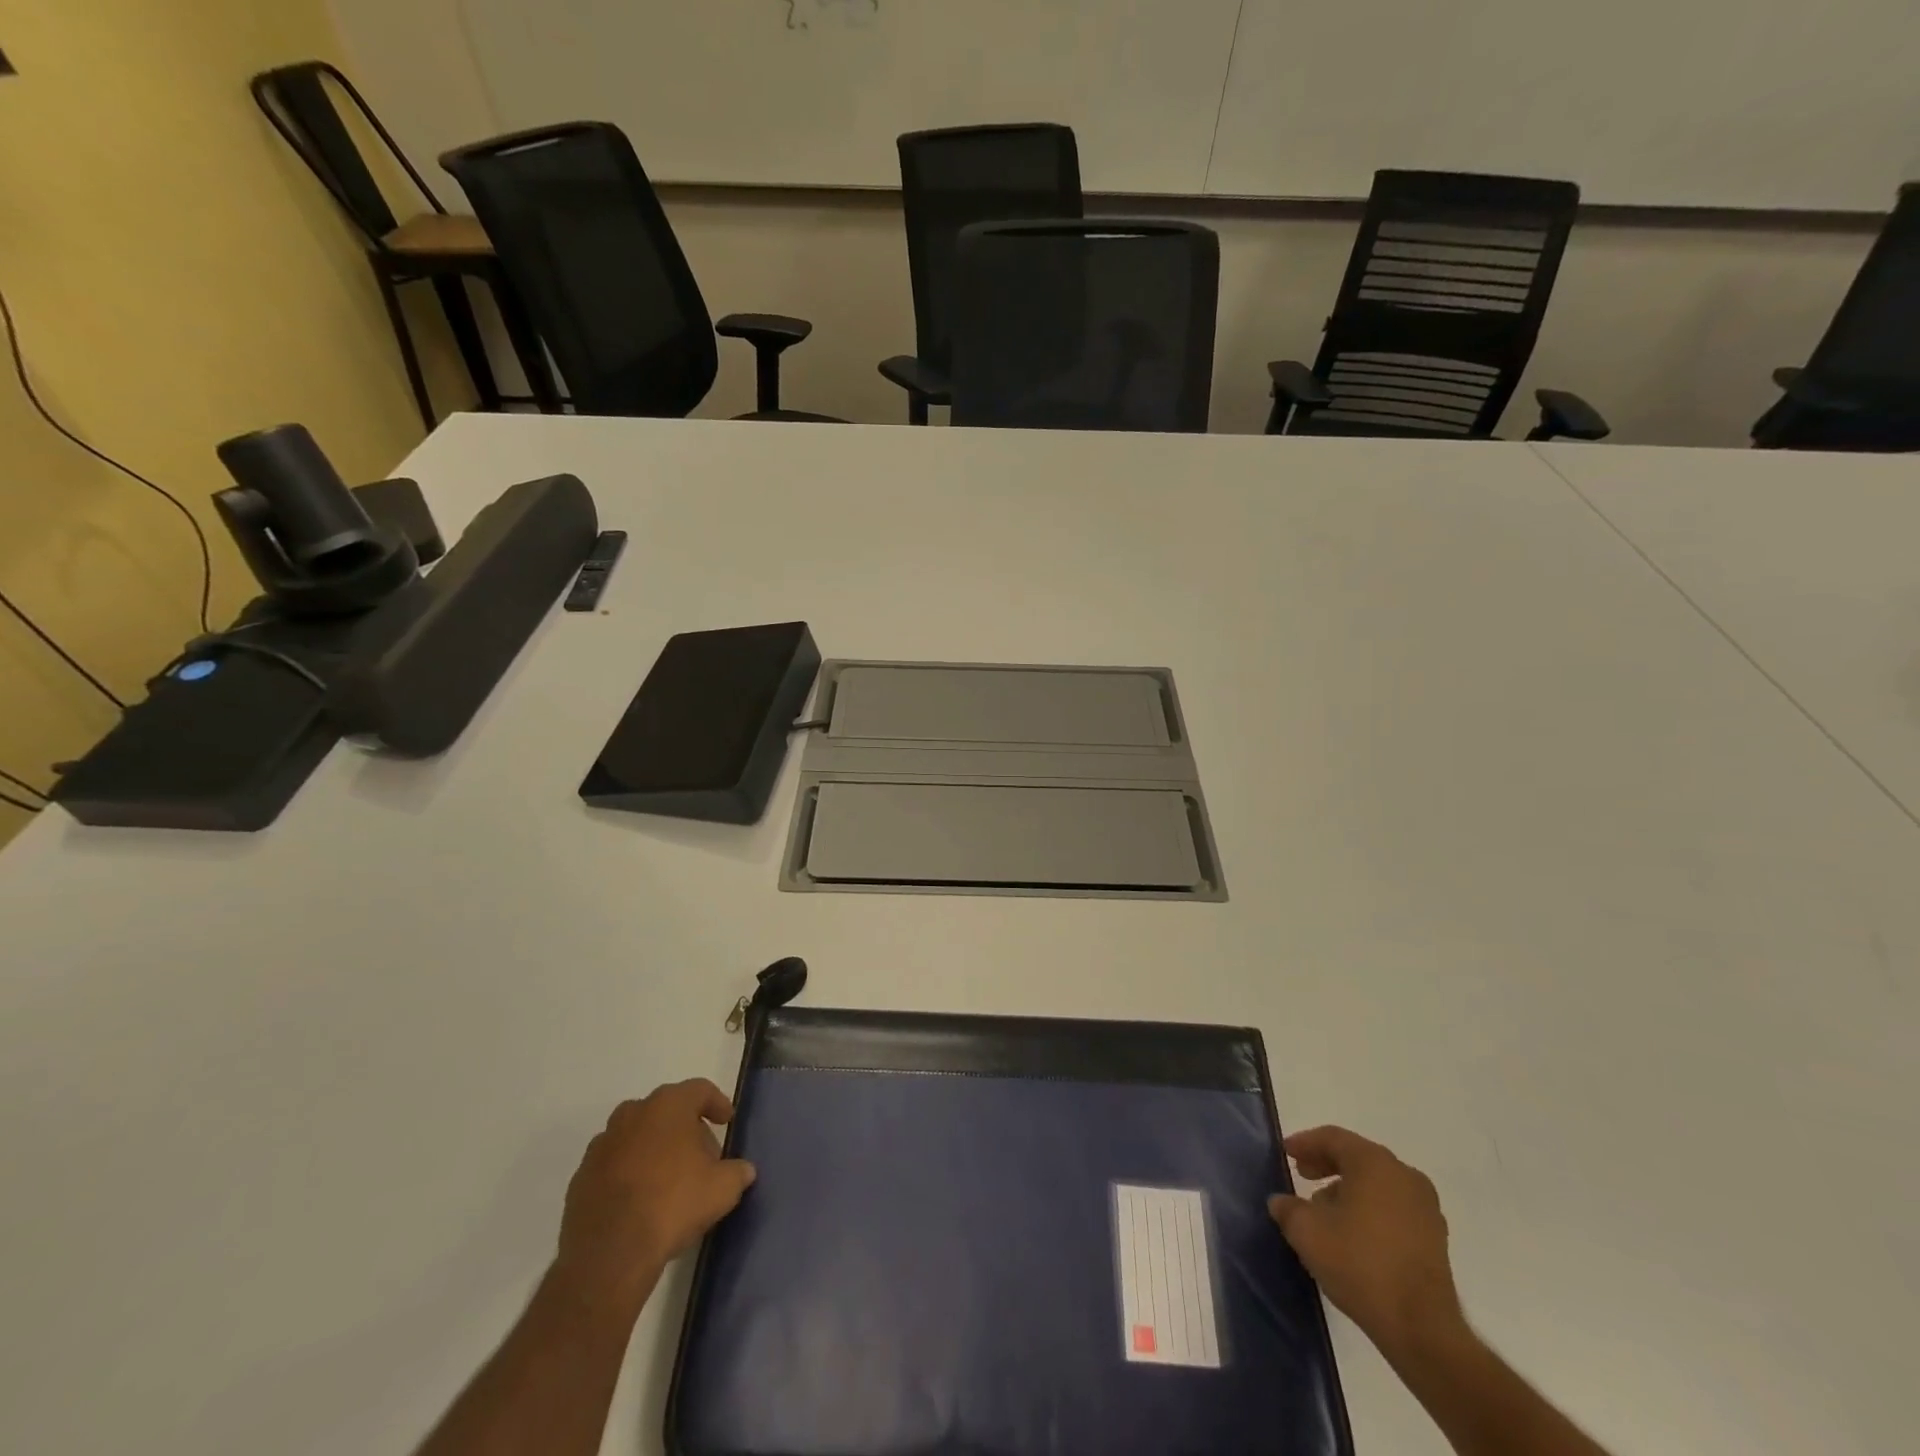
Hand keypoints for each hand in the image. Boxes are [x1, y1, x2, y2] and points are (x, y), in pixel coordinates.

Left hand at [553, 1080, 756, 1312]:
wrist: (609, 1255)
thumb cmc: (672, 1205)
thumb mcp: (722, 1189)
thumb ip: (737, 1172)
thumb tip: (743, 1170)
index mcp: (668, 1106)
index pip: (699, 1090)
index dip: (717, 1103)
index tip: (726, 1121)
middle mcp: (632, 1114)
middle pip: (666, 1110)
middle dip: (684, 1128)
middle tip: (700, 1156)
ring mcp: (602, 1145)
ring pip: (636, 1135)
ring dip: (653, 1149)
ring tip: (668, 1179)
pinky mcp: (581, 1177)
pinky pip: (613, 1164)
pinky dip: (628, 1173)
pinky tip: (640, 1200)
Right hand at [1269, 1126, 1464, 1360]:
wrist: (1421, 1328)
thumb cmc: (1360, 1264)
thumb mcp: (1306, 1232)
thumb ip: (1288, 1208)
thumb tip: (1280, 1202)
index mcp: (1374, 1163)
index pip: (1333, 1138)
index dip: (1305, 1143)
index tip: (1286, 1152)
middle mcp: (1404, 1176)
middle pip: (1357, 1157)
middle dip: (1326, 1164)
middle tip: (1302, 1175)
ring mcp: (1425, 1208)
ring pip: (1377, 1183)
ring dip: (1348, 1188)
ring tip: (1323, 1210)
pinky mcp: (1435, 1238)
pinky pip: (1394, 1207)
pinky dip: (1370, 1209)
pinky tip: (1352, 1233)